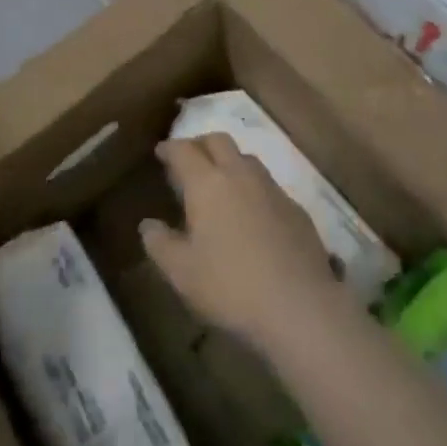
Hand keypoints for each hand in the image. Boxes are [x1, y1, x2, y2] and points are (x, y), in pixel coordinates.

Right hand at [141, 134, 355, 358]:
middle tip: (188, 159)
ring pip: (246, 158)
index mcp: (207, 183)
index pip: (184, 150)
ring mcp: (272, 188)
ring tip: (219, 183)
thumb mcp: (182, 272)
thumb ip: (160, 244)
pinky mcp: (295, 208)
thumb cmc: (230, 286)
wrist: (298, 304)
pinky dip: (252, 187)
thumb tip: (148, 225)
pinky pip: (268, 185)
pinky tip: (251, 213)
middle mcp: (240, 174)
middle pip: (218, 140)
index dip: (170, 147)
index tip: (161, 151)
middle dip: (200, 143)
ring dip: (229, 161)